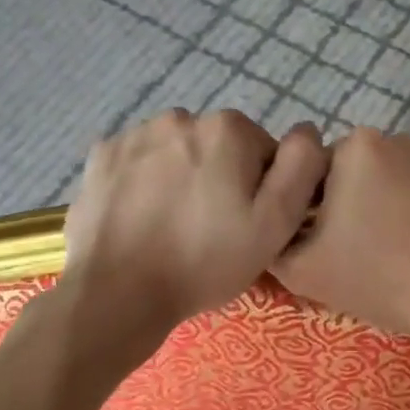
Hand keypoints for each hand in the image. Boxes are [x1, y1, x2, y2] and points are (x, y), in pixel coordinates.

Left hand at [59, 110, 327, 357]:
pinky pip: (139, 162)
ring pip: (178, 153)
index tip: (246, 224)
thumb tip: (308, 131)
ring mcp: (134, 134)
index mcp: (228, 129)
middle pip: (219, 148)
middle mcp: (180, 117)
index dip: (262, 190)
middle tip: (212, 229)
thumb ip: (301, 168)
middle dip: (222, 179)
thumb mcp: (274, 224)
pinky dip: (146, 182)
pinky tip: (143, 218)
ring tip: (175, 225)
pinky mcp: (101, 156)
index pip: (264, 152)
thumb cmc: (205, 261)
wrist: (118, 292)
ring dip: (183, 177)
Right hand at [271, 129, 409, 363]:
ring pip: (393, 184)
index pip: (312, 177)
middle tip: (364, 259)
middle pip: (354, 176)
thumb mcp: (304, 271)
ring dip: (388, 211)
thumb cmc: (386, 280)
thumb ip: (273, 241)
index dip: (312, 217)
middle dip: (351, 210)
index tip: (329, 251)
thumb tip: (274, 228)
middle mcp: (400, 137)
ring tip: (401, 257)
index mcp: (356, 147)